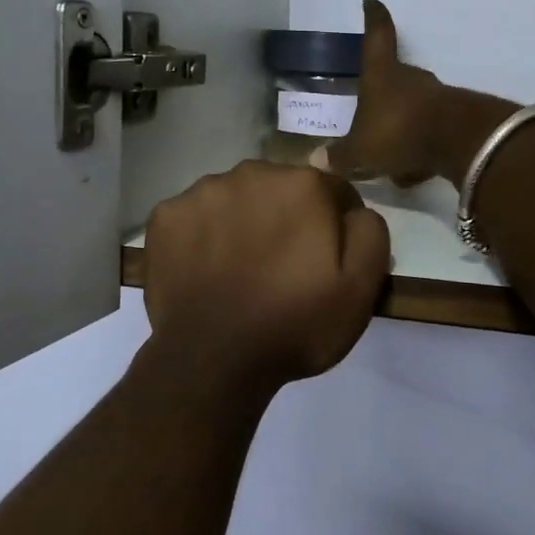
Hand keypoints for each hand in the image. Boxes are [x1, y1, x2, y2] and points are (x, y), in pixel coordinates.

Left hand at [141, 160, 389, 392]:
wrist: (213, 362)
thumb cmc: (294, 324)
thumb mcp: (360, 287)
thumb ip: (369, 231)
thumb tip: (354, 211)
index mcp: (303, 184)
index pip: (332, 190)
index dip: (335, 226)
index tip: (326, 260)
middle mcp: (252, 172)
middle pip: (281, 189)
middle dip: (287, 218)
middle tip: (283, 267)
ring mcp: (201, 192)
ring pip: (235, 199)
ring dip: (243, 222)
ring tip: (240, 270)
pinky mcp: (165, 217)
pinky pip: (194, 217)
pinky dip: (202, 236)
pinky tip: (205, 270)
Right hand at [314, 0, 450, 186]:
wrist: (458, 142)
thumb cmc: (398, 132)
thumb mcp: (361, 150)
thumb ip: (340, 156)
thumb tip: (316, 160)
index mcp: (381, 74)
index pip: (376, 36)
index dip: (373, 17)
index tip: (372, 0)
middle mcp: (409, 78)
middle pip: (393, 77)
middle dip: (381, 94)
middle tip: (368, 115)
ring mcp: (435, 97)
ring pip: (410, 109)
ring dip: (399, 128)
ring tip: (387, 158)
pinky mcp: (454, 119)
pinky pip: (427, 132)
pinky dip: (417, 150)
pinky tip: (411, 173)